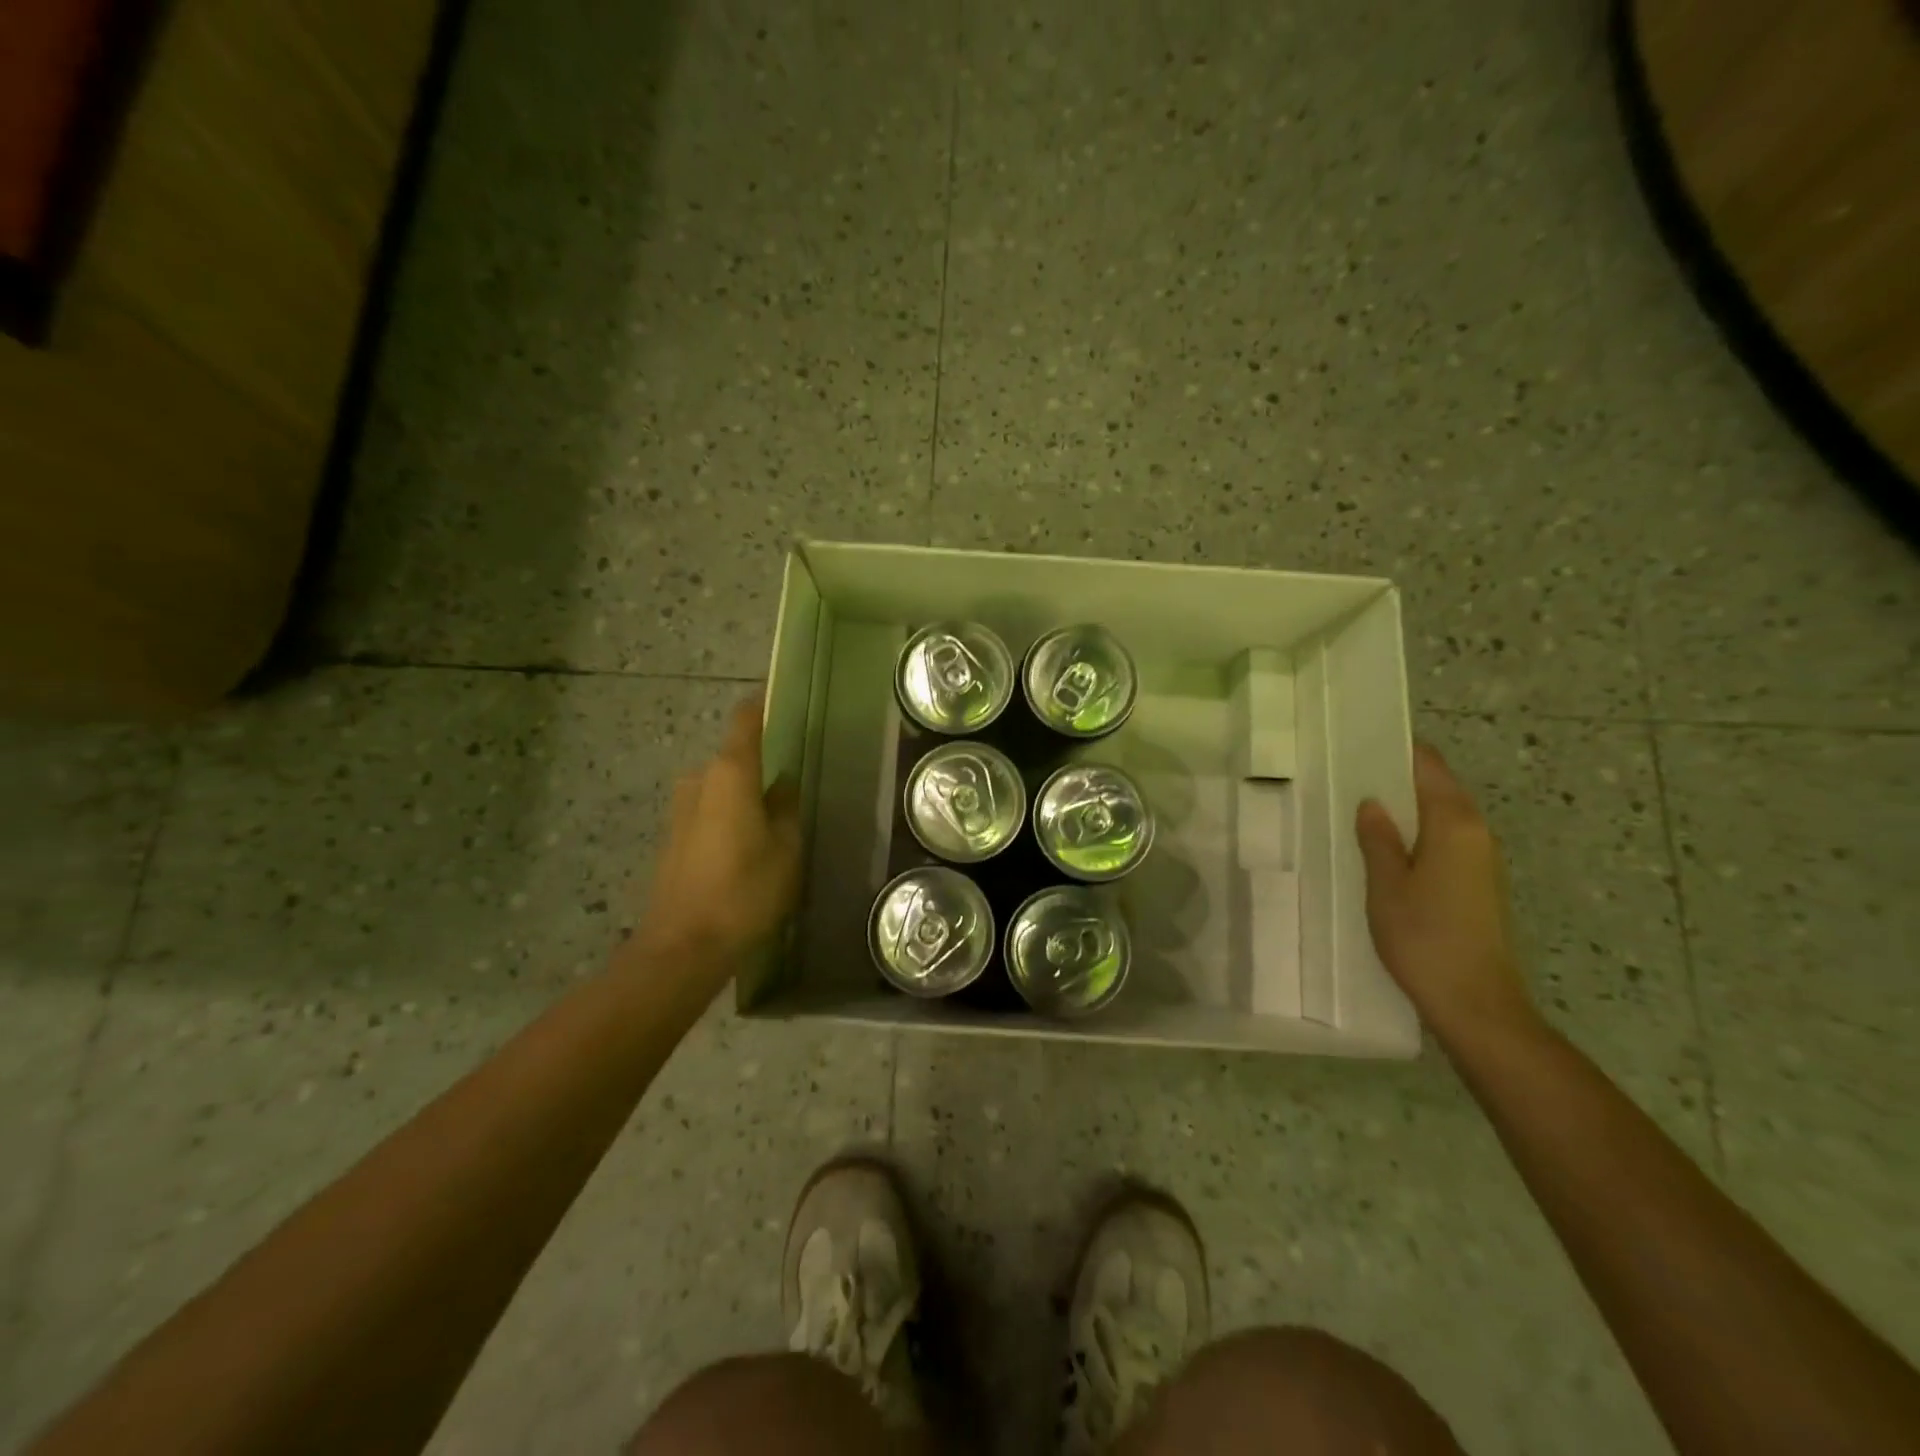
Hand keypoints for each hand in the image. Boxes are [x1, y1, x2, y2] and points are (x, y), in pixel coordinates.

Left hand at [632, 695, 801, 978]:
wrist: (683, 945)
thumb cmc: (744, 890)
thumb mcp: (785, 849)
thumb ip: (787, 807)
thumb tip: (785, 783)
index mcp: (730, 772)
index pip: (745, 720)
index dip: (762, 706)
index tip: (782, 699)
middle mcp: (699, 779)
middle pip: (733, 757)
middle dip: (760, 765)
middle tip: (792, 783)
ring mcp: (680, 808)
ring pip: (720, 787)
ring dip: (743, 795)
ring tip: (772, 820)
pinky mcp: (672, 836)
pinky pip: (708, 810)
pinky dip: (728, 816)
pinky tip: (746, 845)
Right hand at [1355, 742, 1535, 1046]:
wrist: (1476, 1004)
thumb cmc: (1425, 937)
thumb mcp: (1386, 885)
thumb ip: (1378, 839)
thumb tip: (1372, 803)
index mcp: (1455, 825)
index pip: (1429, 768)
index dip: (1399, 751)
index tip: (1360, 742)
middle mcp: (1476, 834)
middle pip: (1437, 789)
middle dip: (1397, 779)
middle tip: (1347, 775)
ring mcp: (1481, 861)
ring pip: (1440, 817)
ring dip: (1405, 809)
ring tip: (1358, 808)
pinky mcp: (1477, 886)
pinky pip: (1443, 842)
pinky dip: (1415, 835)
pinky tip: (1384, 849)